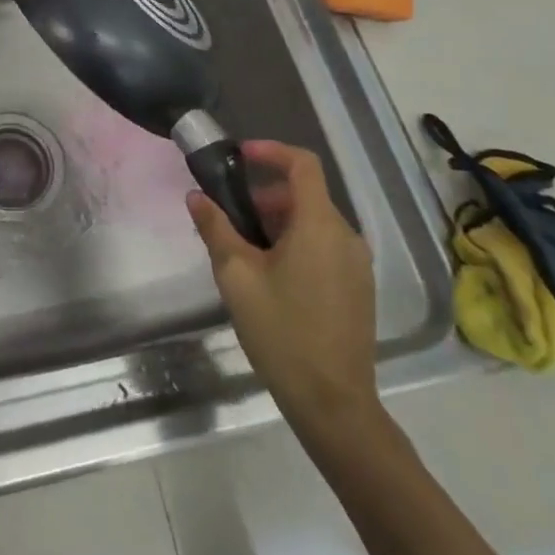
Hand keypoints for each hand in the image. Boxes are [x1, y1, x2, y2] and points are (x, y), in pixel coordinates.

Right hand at [188, 140, 381, 448]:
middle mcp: (346, 236)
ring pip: (312, 222)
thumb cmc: (281, 331)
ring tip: (243, 252)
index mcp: (320, 225)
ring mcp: (357, 264)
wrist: (333, 403)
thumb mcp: (236, 276)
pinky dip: (294, 244)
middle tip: (229, 218)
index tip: (238, 156)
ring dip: (277, 222)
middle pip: (304, 195)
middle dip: (264, 196)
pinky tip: (269, 277)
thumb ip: (215, 228)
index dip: (270, 151)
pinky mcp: (358, 287)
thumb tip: (197, 196)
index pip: (302, 164)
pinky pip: (324, 246)